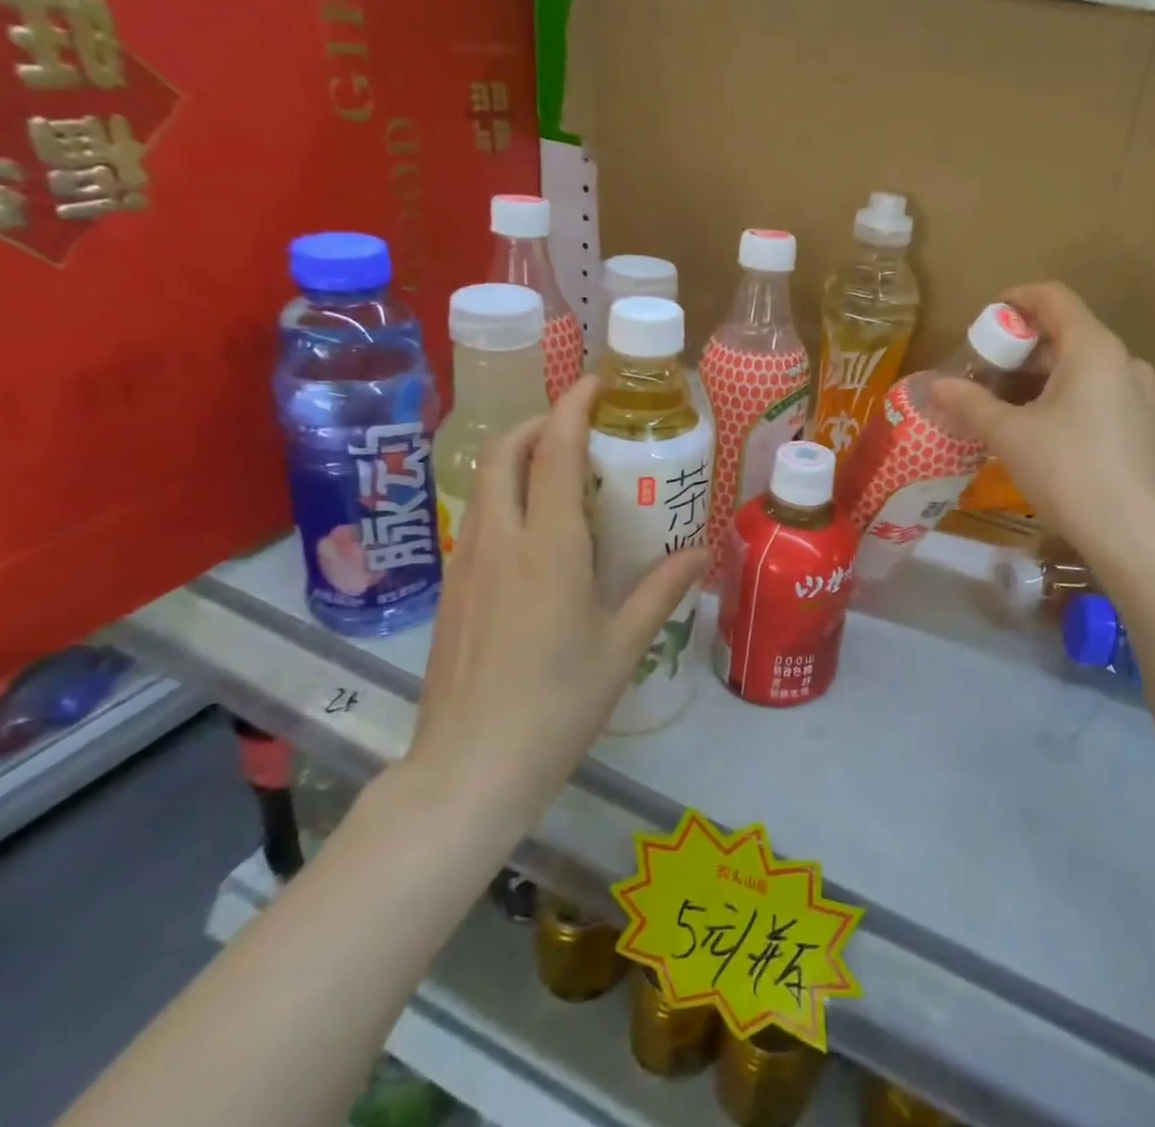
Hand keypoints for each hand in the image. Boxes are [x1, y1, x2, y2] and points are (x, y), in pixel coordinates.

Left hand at [400, 376, 708, 850]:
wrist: (467, 771)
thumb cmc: (557, 706)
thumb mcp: (622, 647)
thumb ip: (661, 590)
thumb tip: (702, 551)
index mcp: (549, 547)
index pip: (556, 452)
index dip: (574, 407)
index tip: (596, 384)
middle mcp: (502, 541)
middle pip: (506, 452)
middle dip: (539, 423)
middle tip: (579, 426)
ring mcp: (468, 564)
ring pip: (486, 483)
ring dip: (519, 457)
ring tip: (561, 471)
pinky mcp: (452, 589)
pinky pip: (479, 519)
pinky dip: (506, 497)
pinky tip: (536, 532)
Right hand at [932, 283, 1154, 563]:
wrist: (1135, 538)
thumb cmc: (1069, 472)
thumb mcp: (1010, 436)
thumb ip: (970, 403)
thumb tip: (934, 385)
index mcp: (1094, 349)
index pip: (1054, 298)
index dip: (1017, 299)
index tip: (986, 317)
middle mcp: (1125, 362)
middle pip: (1069, 333)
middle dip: (1023, 346)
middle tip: (986, 370)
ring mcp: (1142, 396)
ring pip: (1085, 367)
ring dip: (1043, 375)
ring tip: (1007, 402)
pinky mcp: (1146, 427)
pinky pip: (1100, 393)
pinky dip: (1067, 396)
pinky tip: (1043, 429)